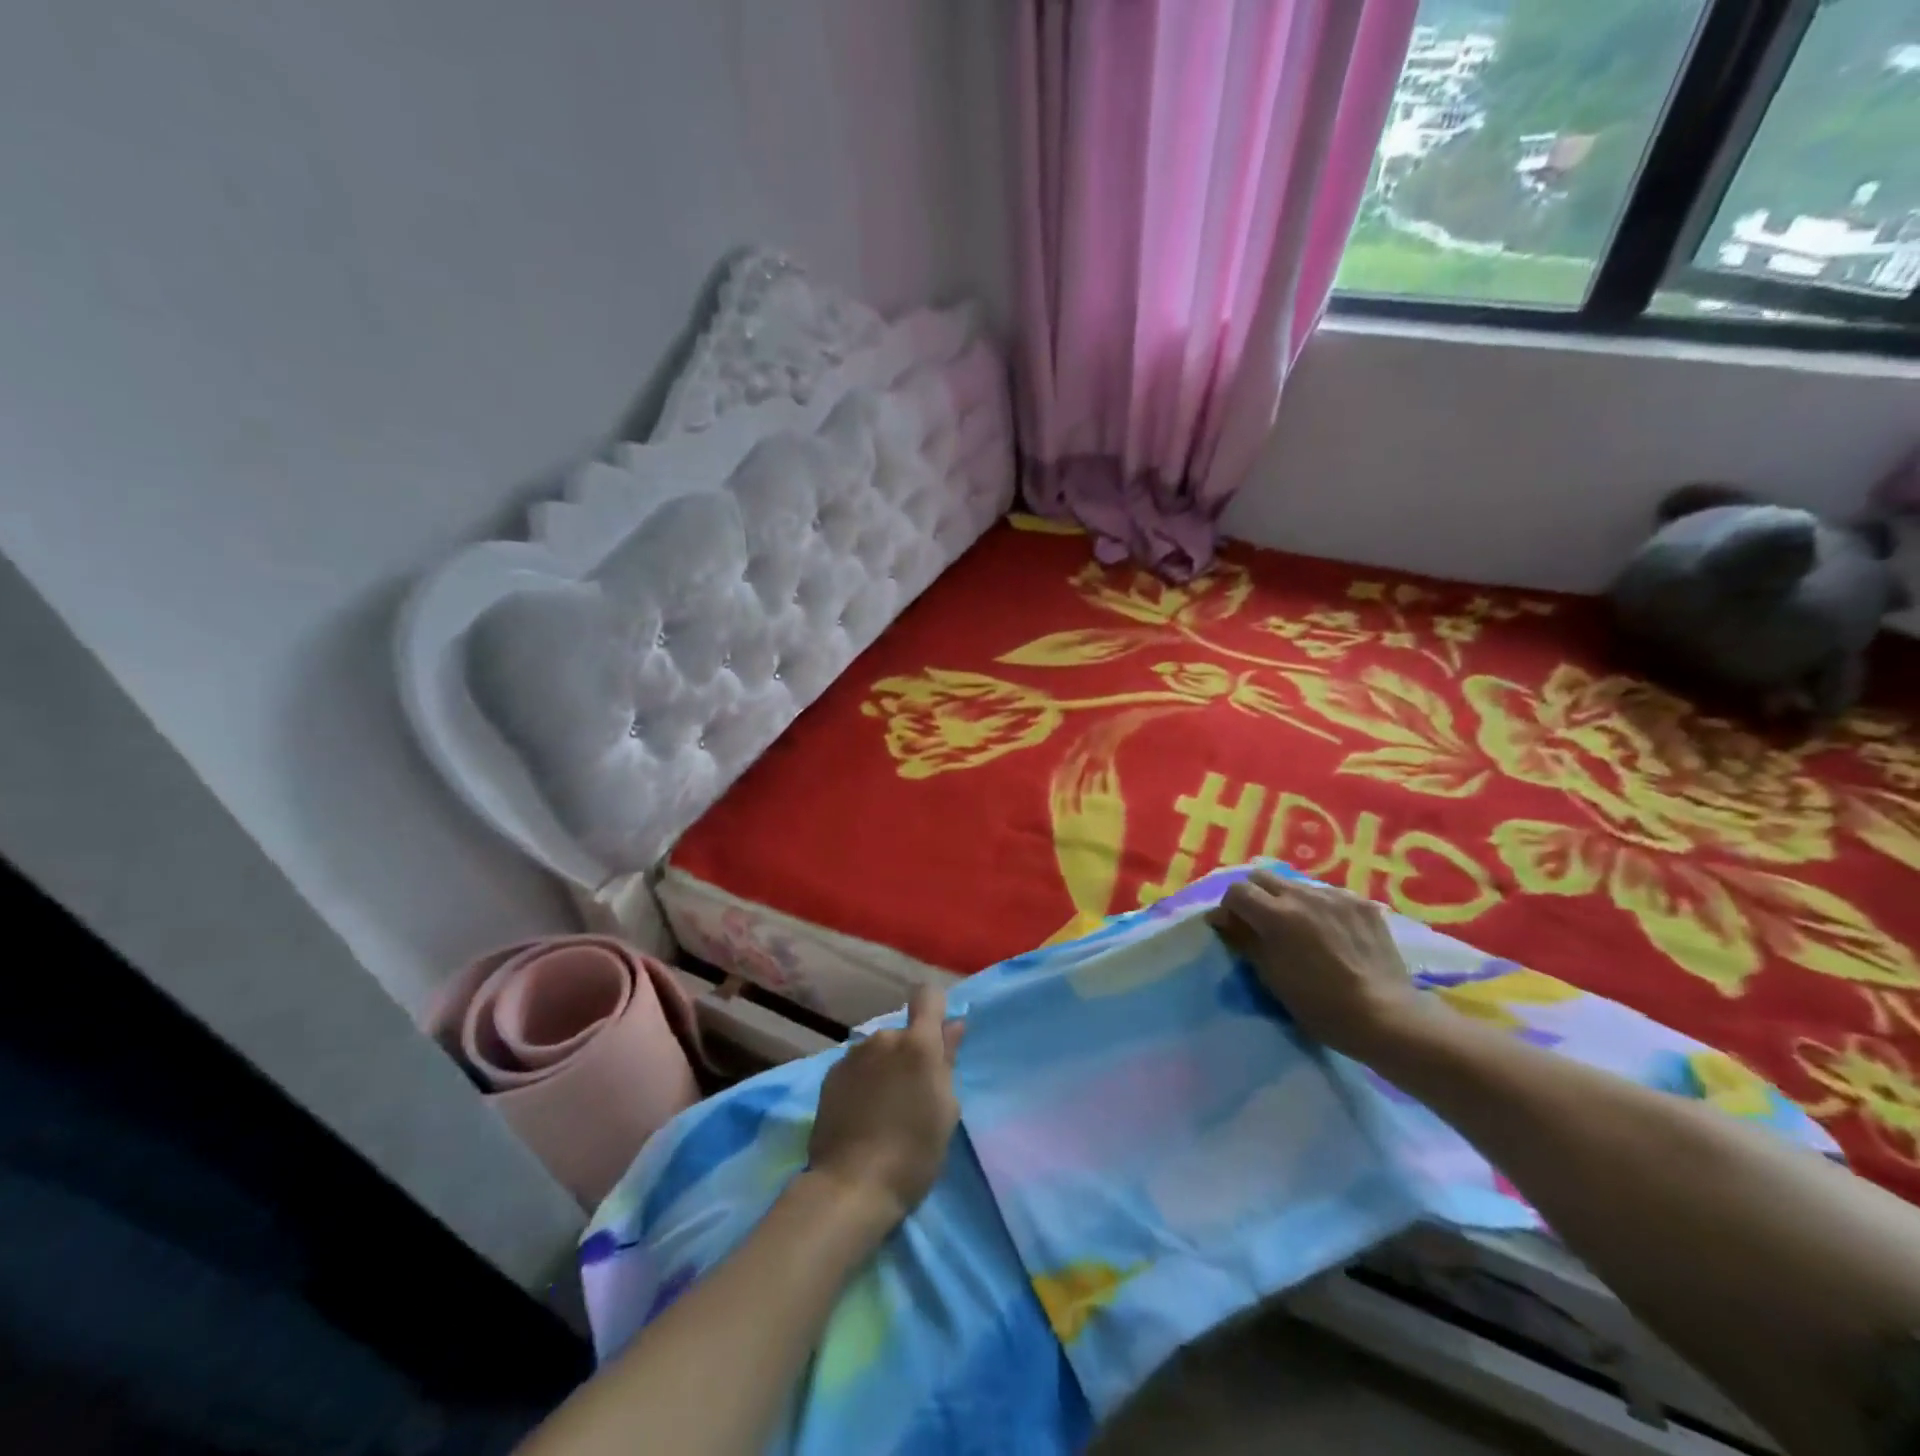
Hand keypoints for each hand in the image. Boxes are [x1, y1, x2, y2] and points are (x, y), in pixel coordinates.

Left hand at [806, 986, 964, 1225]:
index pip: (927, 996)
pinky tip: (860, 1115)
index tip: (937, 1036)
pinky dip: (862, 1083)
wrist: (851, 1185)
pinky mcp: (830, 1075)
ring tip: (883, 1110)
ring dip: (884, 1068)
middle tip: (911, 1096)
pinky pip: (856, 1068)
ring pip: (878, 1051)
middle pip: (902, 1033)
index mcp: (918, 1044)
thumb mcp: (946, 1109)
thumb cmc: (914, 1152)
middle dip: (908, 1054)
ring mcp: (853, 1055)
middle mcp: (883, 1038)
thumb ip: (948, 1060)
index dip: (934, 1009)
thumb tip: (952, 1025)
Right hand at [1206, 872, 1422, 1058]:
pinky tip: (1331, 933)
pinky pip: (1329, 895)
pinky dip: (1320, 909)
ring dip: (1288, 901)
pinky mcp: (1363, 904)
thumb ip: (1244, 940)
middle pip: (1262, 877)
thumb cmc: (1320, 1006)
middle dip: (1254, 896)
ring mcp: (1337, 896)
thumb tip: (1222, 919)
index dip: (1230, 908)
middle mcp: (1304, 895)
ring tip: (1301, 929)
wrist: (1386, 1018)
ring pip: (1297, 885)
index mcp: (1277, 915)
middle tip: (1261, 924)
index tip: (1234, 929)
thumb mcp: (1270, 977)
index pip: (1237, 891)